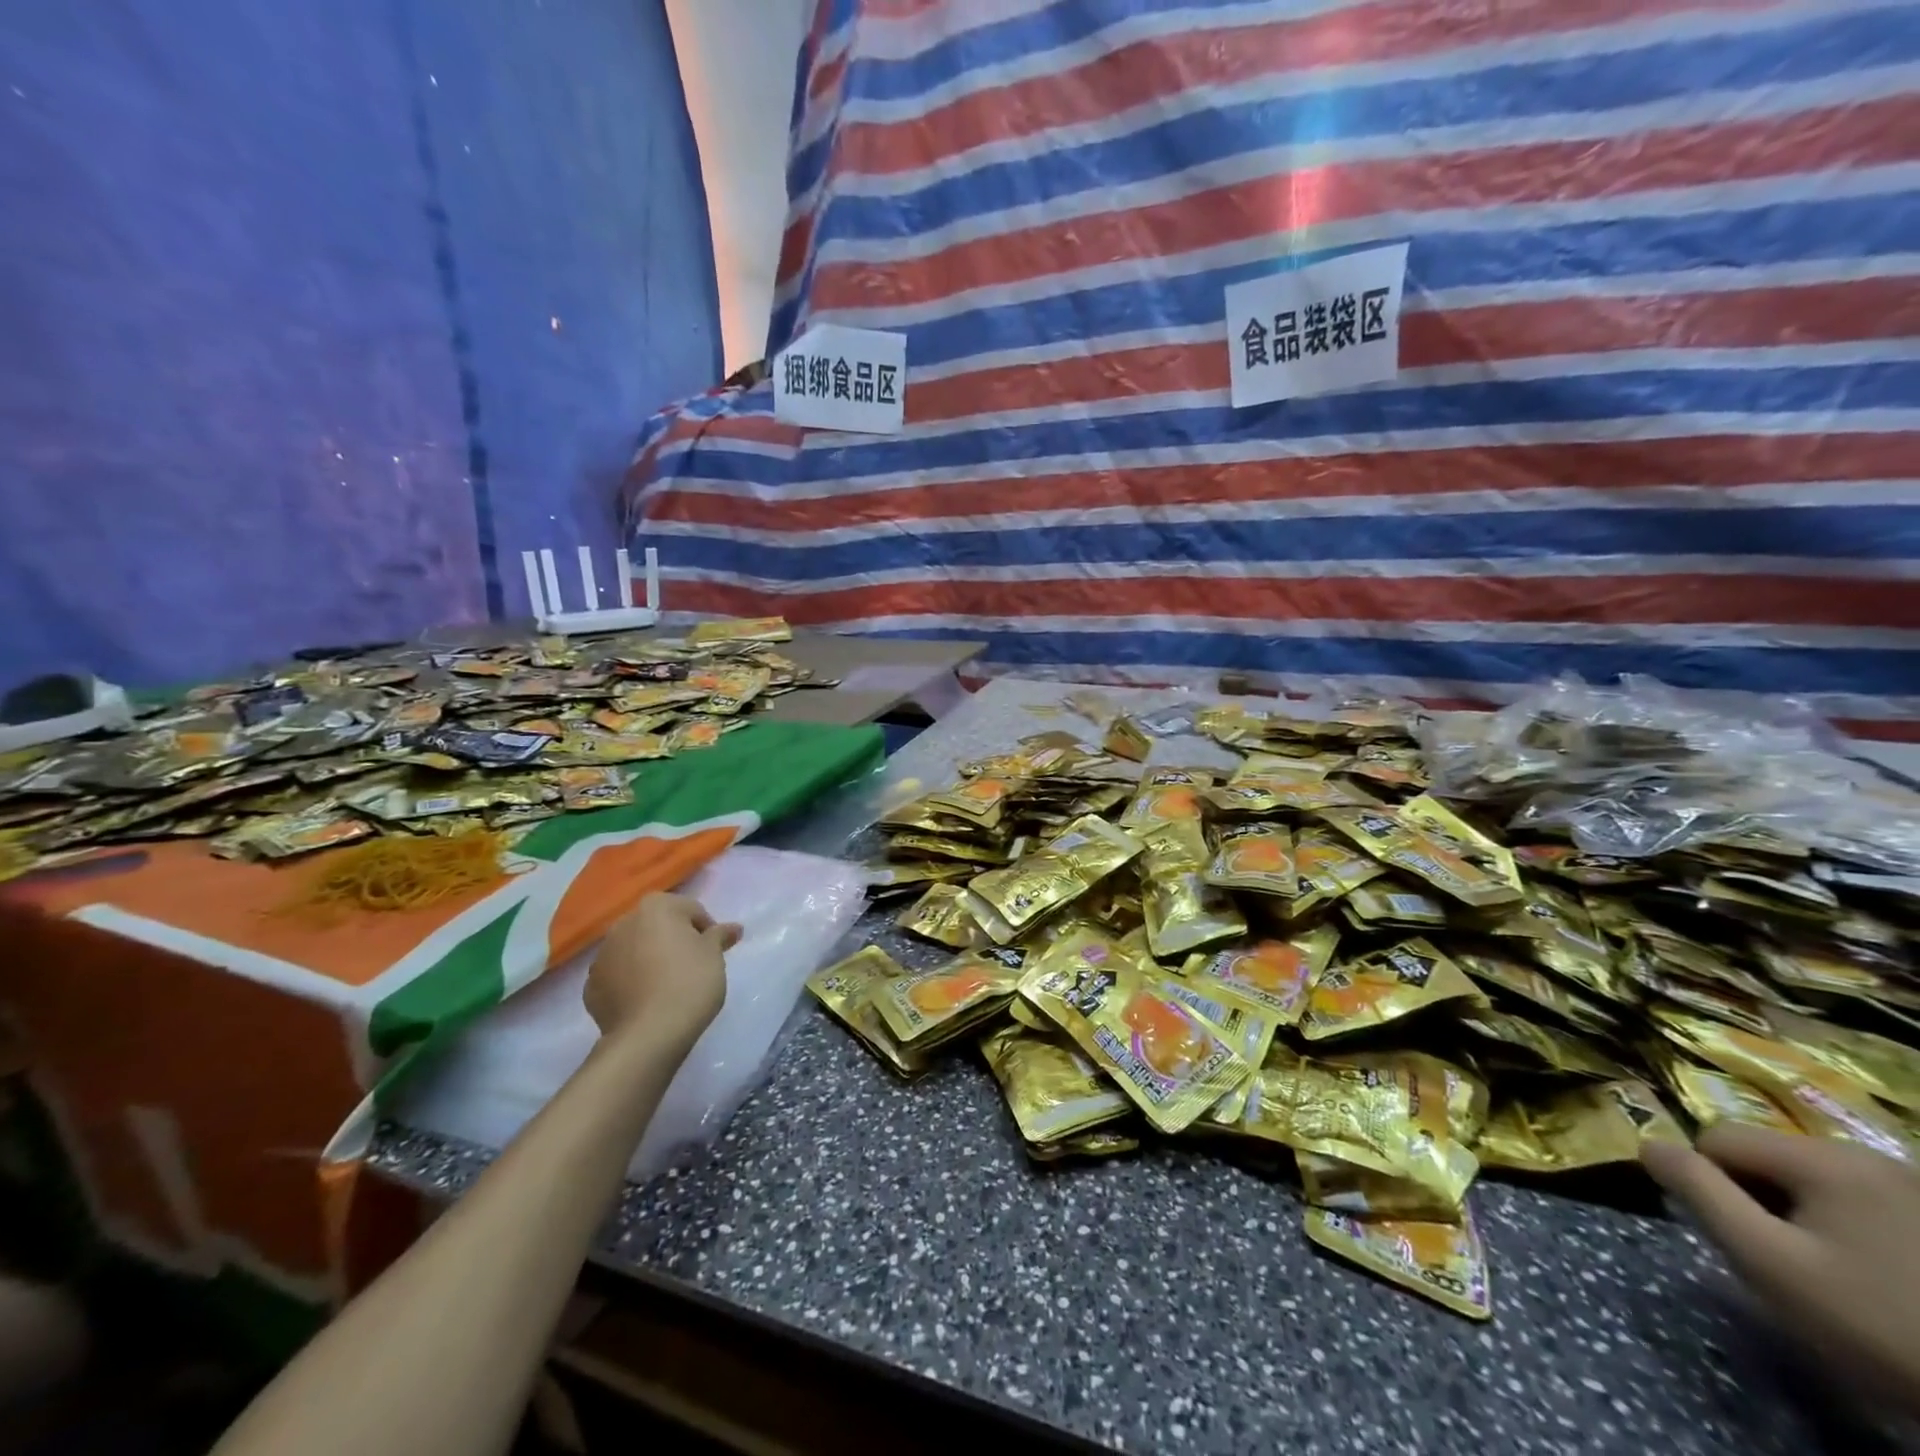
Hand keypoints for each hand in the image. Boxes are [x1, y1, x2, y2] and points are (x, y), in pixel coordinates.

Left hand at [586, 893, 738, 1048]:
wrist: (648, 1034)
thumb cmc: (689, 982)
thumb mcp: (714, 955)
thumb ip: (720, 935)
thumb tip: (734, 928)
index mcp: (655, 907)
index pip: (690, 910)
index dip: (706, 930)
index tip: (714, 953)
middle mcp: (623, 923)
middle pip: (658, 927)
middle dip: (674, 941)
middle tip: (693, 966)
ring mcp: (602, 955)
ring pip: (635, 950)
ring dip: (649, 960)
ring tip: (668, 986)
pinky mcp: (591, 987)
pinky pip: (618, 977)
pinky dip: (631, 983)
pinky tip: (646, 1001)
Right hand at [1643, 1124, 1919, 1409]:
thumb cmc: (1877, 1325)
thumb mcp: (1769, 1261)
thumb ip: (1699, 1192)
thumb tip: (1648, 1145)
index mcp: (1824, 1158)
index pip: (1718, 1139)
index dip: (1711, 1183)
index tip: (1743, 1238)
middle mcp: (1869, 1155)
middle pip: (1768, 1156)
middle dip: (1761, 1200)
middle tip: (1788, 1261)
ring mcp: (1914, 1187)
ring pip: (1813, 1179)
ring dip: (1804, 1215)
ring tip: (1835, 1274)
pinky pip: (1860, 1200)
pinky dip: (1850, 1228)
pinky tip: (1878, 1277)